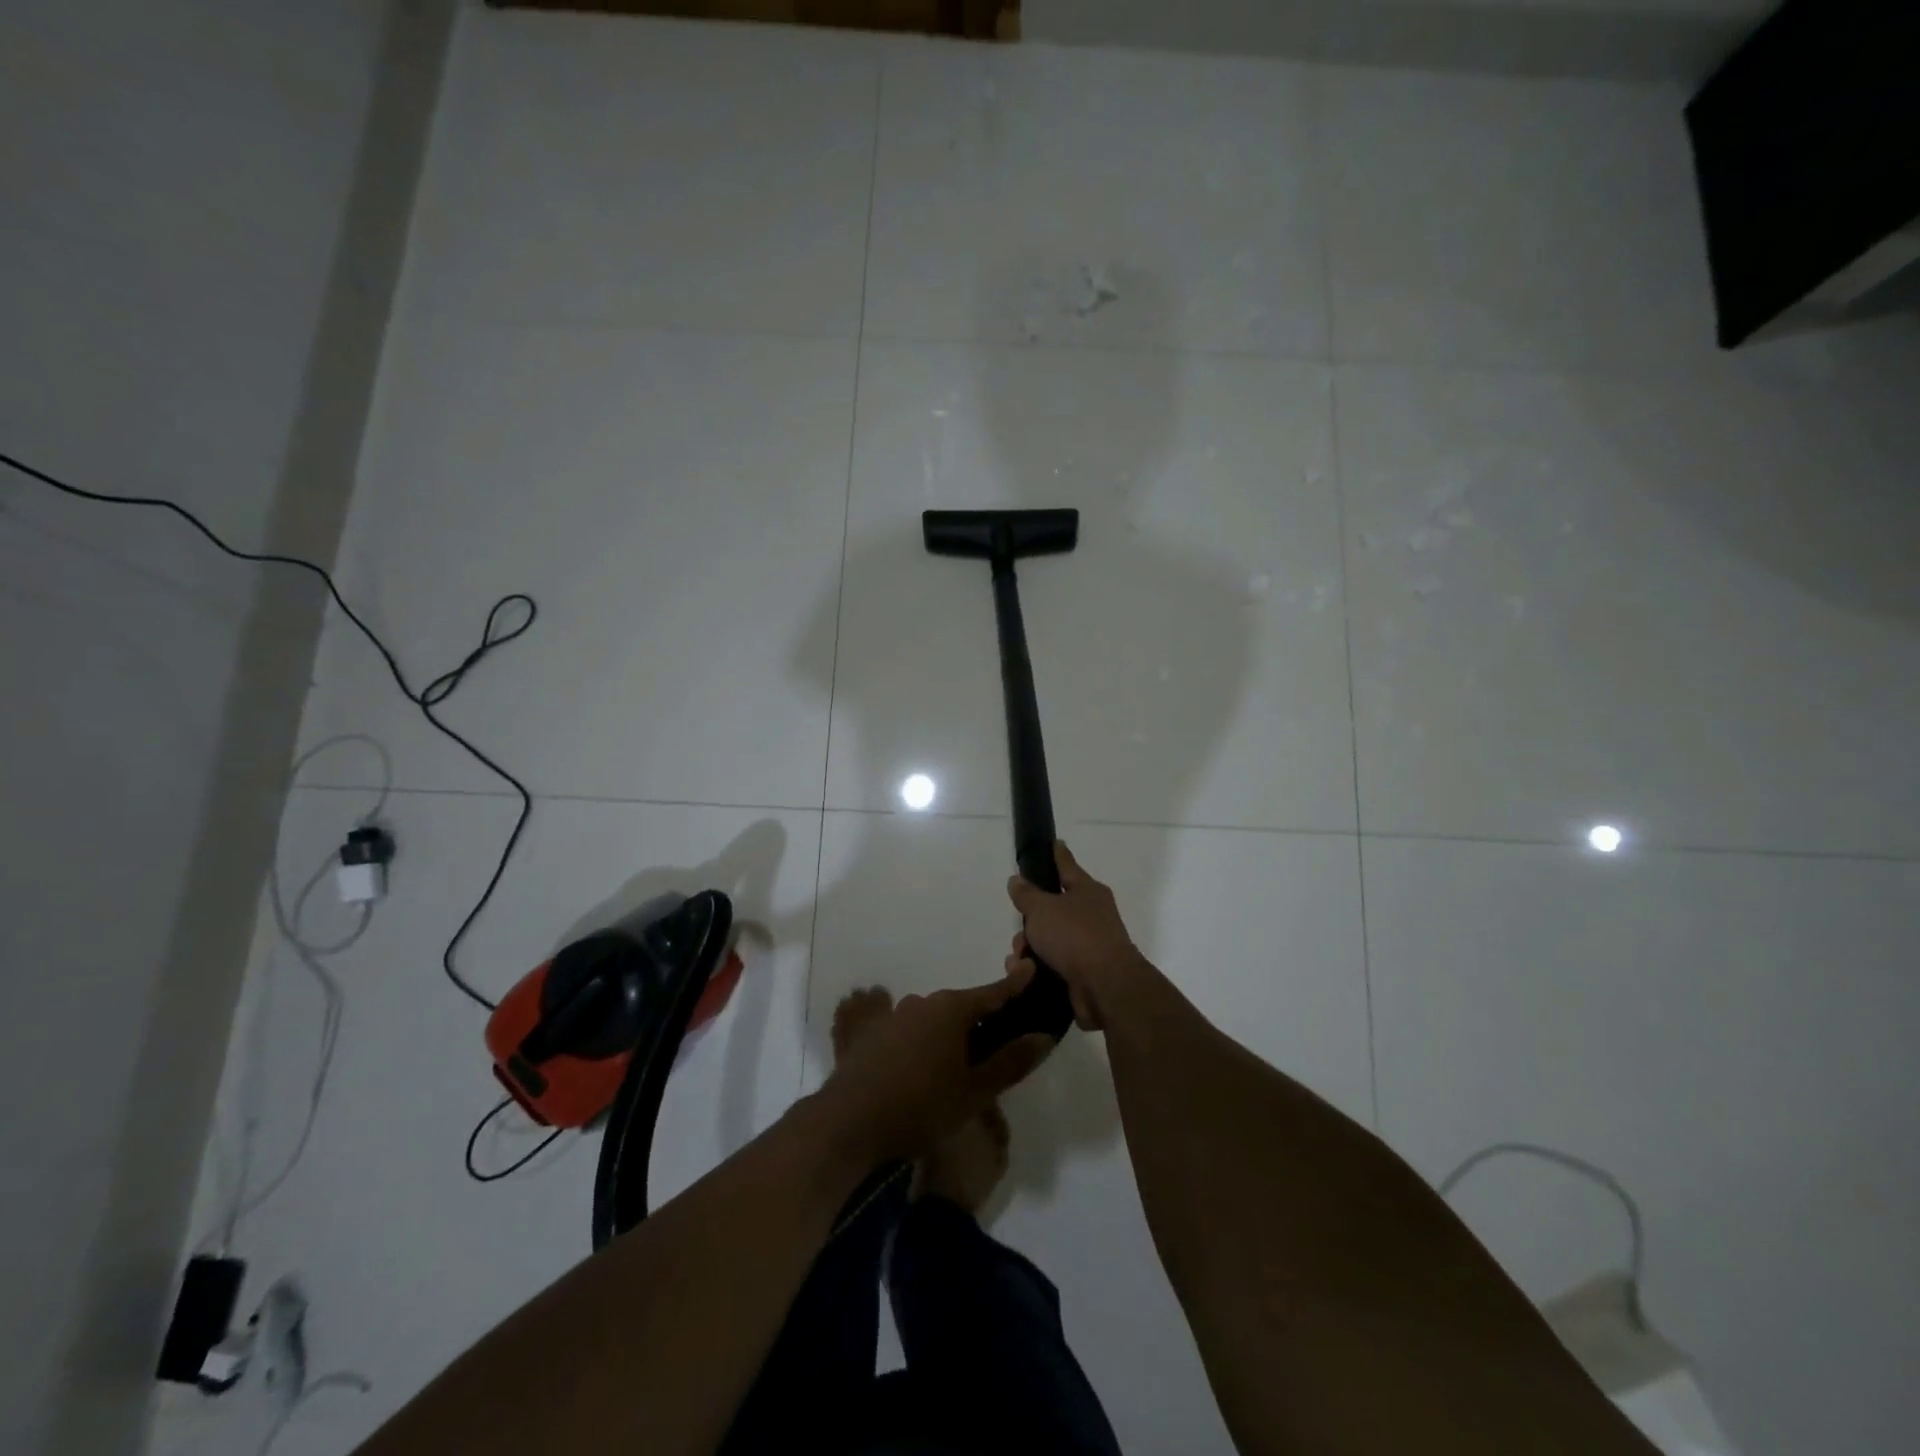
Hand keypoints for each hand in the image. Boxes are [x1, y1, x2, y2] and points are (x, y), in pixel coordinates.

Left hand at [818, 965, 1052, 1163]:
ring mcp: (892, 1016)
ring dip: (947, 1036)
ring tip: (954, 1068)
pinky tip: (918, 1064)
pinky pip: (904, 1031)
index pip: (992, 994)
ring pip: (931, 1020)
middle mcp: (921, 1003)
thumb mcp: (974, 1091)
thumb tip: (1043, 1037)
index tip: (1030, 968)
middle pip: (960, 1008)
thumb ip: (1010, 1062)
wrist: (849, 1122)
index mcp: (950, 1010)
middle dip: (979, 1023)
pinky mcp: (869, 1033)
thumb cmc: (921, 1106)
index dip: (1014, 985)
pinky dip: (918, 1042)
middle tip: (995, 1049)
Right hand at [1005, 840, 1145, 1030]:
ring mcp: (1089, 944)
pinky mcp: (1083, 972)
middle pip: (1051, 908)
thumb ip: (1026, 894)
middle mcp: (1091, 914)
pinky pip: (1053, 963)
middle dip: (1029, 921)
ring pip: (1049, 938)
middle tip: (1020, 932)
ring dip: (1029, 947)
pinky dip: (1037, 967)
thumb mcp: (1042, 909)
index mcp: (1087, 890)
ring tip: (1020, 961)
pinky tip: (1024, 974)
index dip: (1057, 854)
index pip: (1067, 865)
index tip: (1054, 842)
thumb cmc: (1074, 936)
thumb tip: (1017, 880)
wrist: (1104, 987)